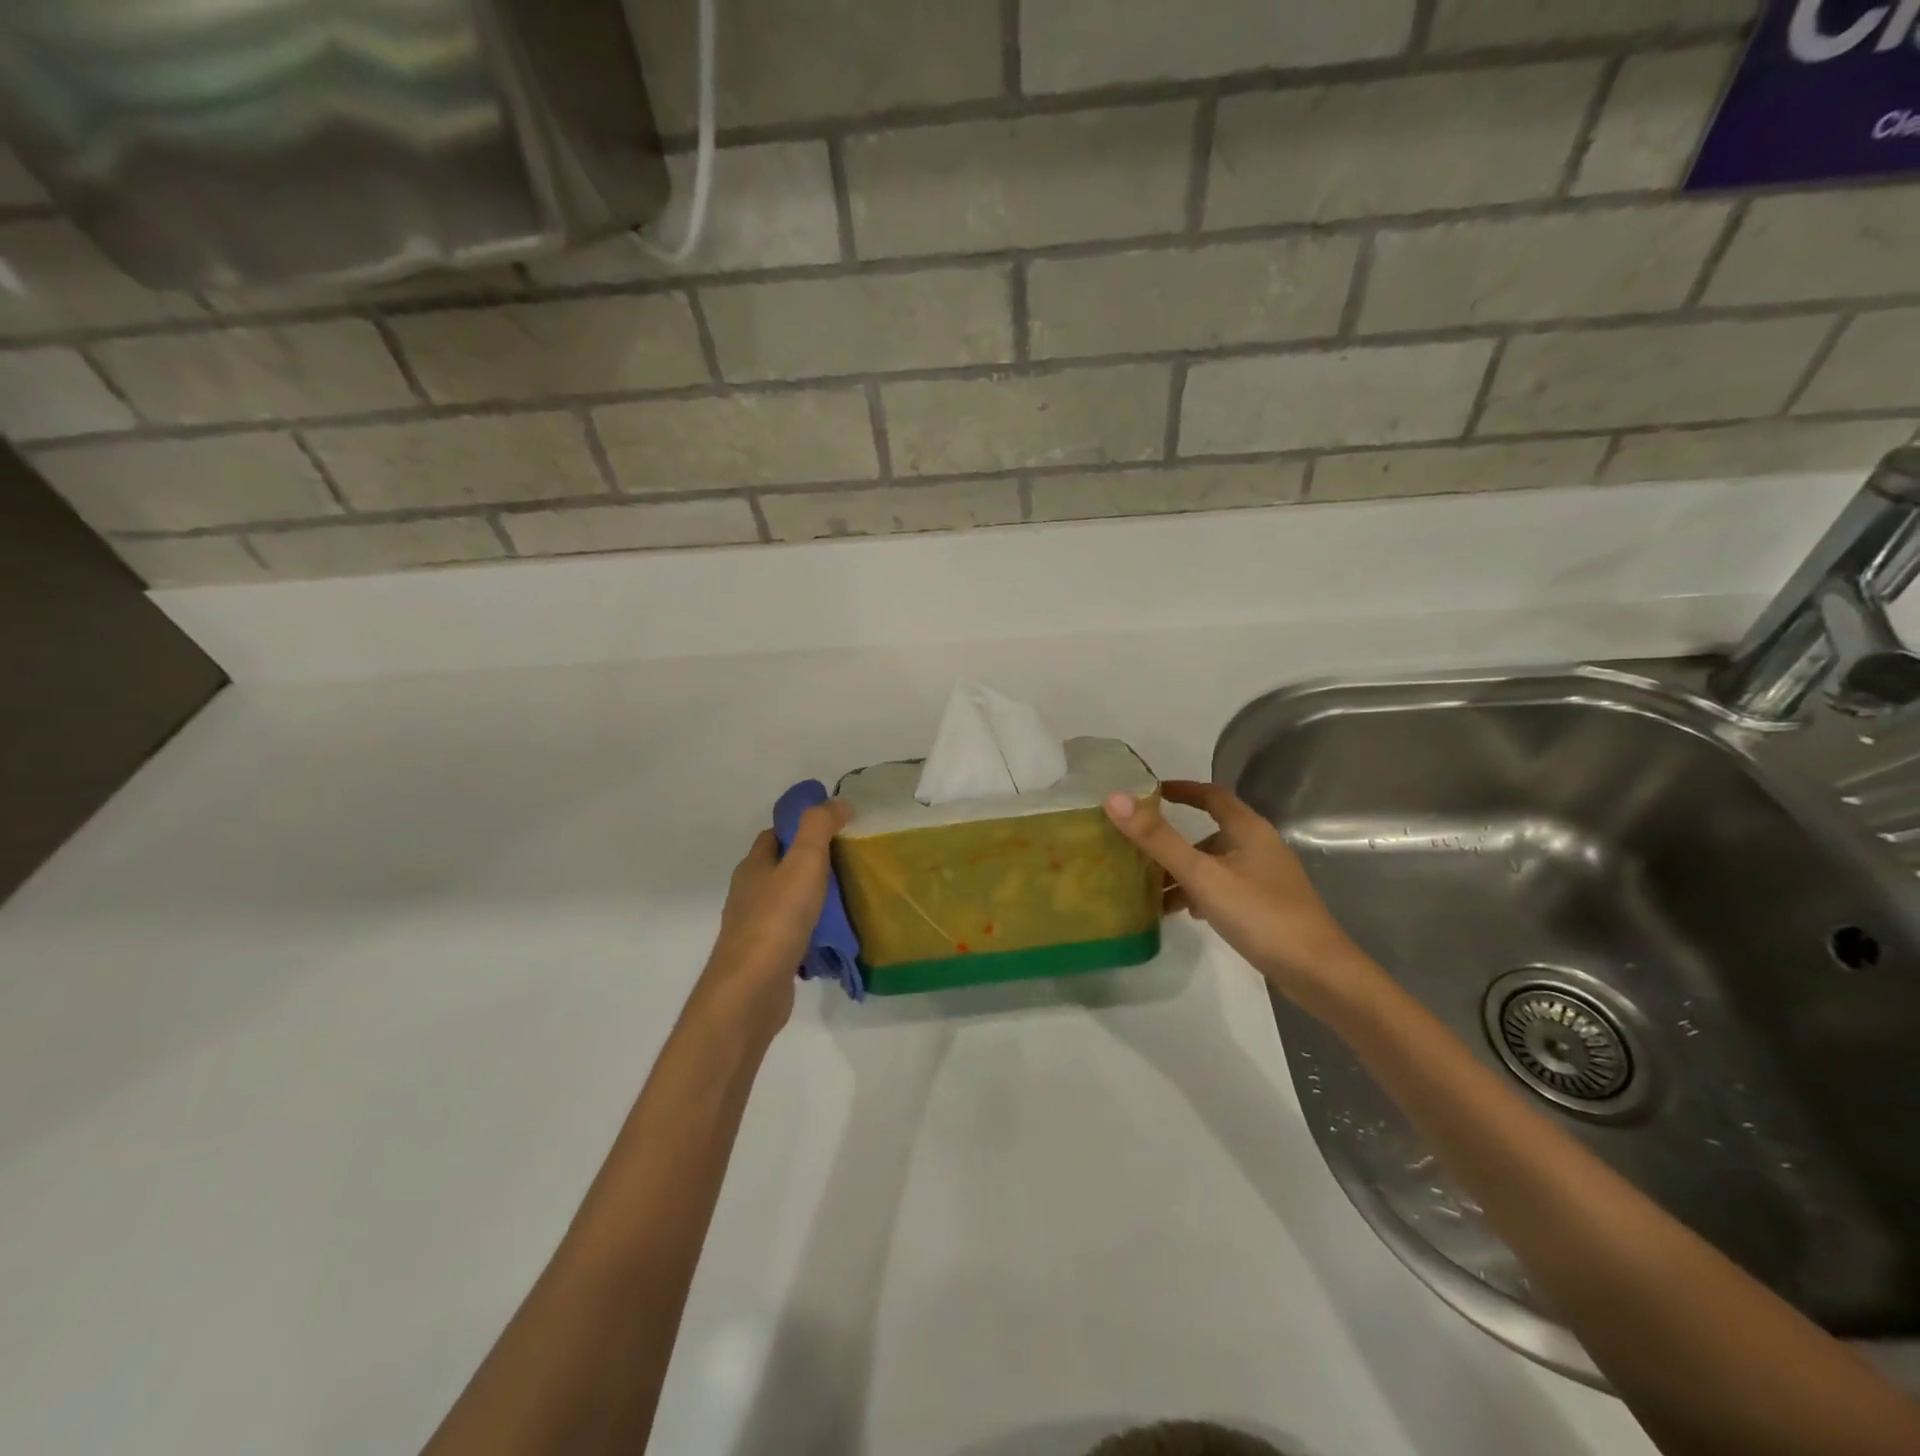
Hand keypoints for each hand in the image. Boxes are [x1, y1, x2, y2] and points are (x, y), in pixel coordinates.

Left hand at [692, 800, 851, 1041]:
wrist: (751, 991)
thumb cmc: (777, 919)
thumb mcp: (803, 862)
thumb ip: (819, 827)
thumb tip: (837, 802)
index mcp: (753, 867)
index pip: (774, 835)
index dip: (800, 827)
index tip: (834, 828)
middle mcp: (749, 894)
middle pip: (781, 869)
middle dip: (811, 863)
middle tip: (849, 862)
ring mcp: (755, 928)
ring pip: (787, 902)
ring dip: (812, 898)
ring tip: (848, 898)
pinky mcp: (766, 958)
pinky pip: (793, 934)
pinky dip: (812, 931)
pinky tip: (833, 937)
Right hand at [1104, 780, 1376, 1015]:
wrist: (1319, 972)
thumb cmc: (1260, 915)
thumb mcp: (1203, 876)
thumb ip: (1159, 839)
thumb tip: (1114, 798)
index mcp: (1248, 829)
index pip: (1211, 794)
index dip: (1180, 789)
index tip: (1147, 793)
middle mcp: (1258, 846)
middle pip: (1209, 831)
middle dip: (1172, 840)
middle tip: (1136, 848)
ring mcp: (1265, 877)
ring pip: (1215, 863)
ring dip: (1184, 870)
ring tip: (1149, 888)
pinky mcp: (1267, 905)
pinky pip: (1224, 886)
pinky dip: (1200, 891)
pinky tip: (1183, 913)